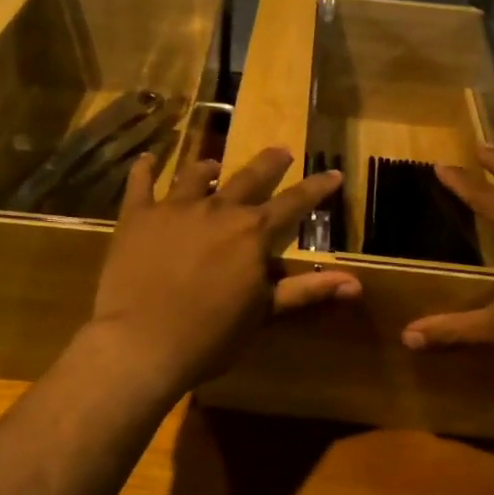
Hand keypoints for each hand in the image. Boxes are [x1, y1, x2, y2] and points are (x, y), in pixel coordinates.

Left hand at [88, 146, 360, 395]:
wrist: (141, 343)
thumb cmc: (210, 336)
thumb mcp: (263, 314)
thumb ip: (307, 291)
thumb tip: (356, 283)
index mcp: (252, 232)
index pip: (294, 203)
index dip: (316, 188)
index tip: (333, 172)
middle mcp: (218, 209)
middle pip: (249, 177)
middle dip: (269, 163)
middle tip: (281, 151)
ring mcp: (174, 208)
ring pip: (196, 175)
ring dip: (209, 168)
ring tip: (213, 165)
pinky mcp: (137, 216)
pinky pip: (141, 183)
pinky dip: (145, 169)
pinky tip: (148, 159)